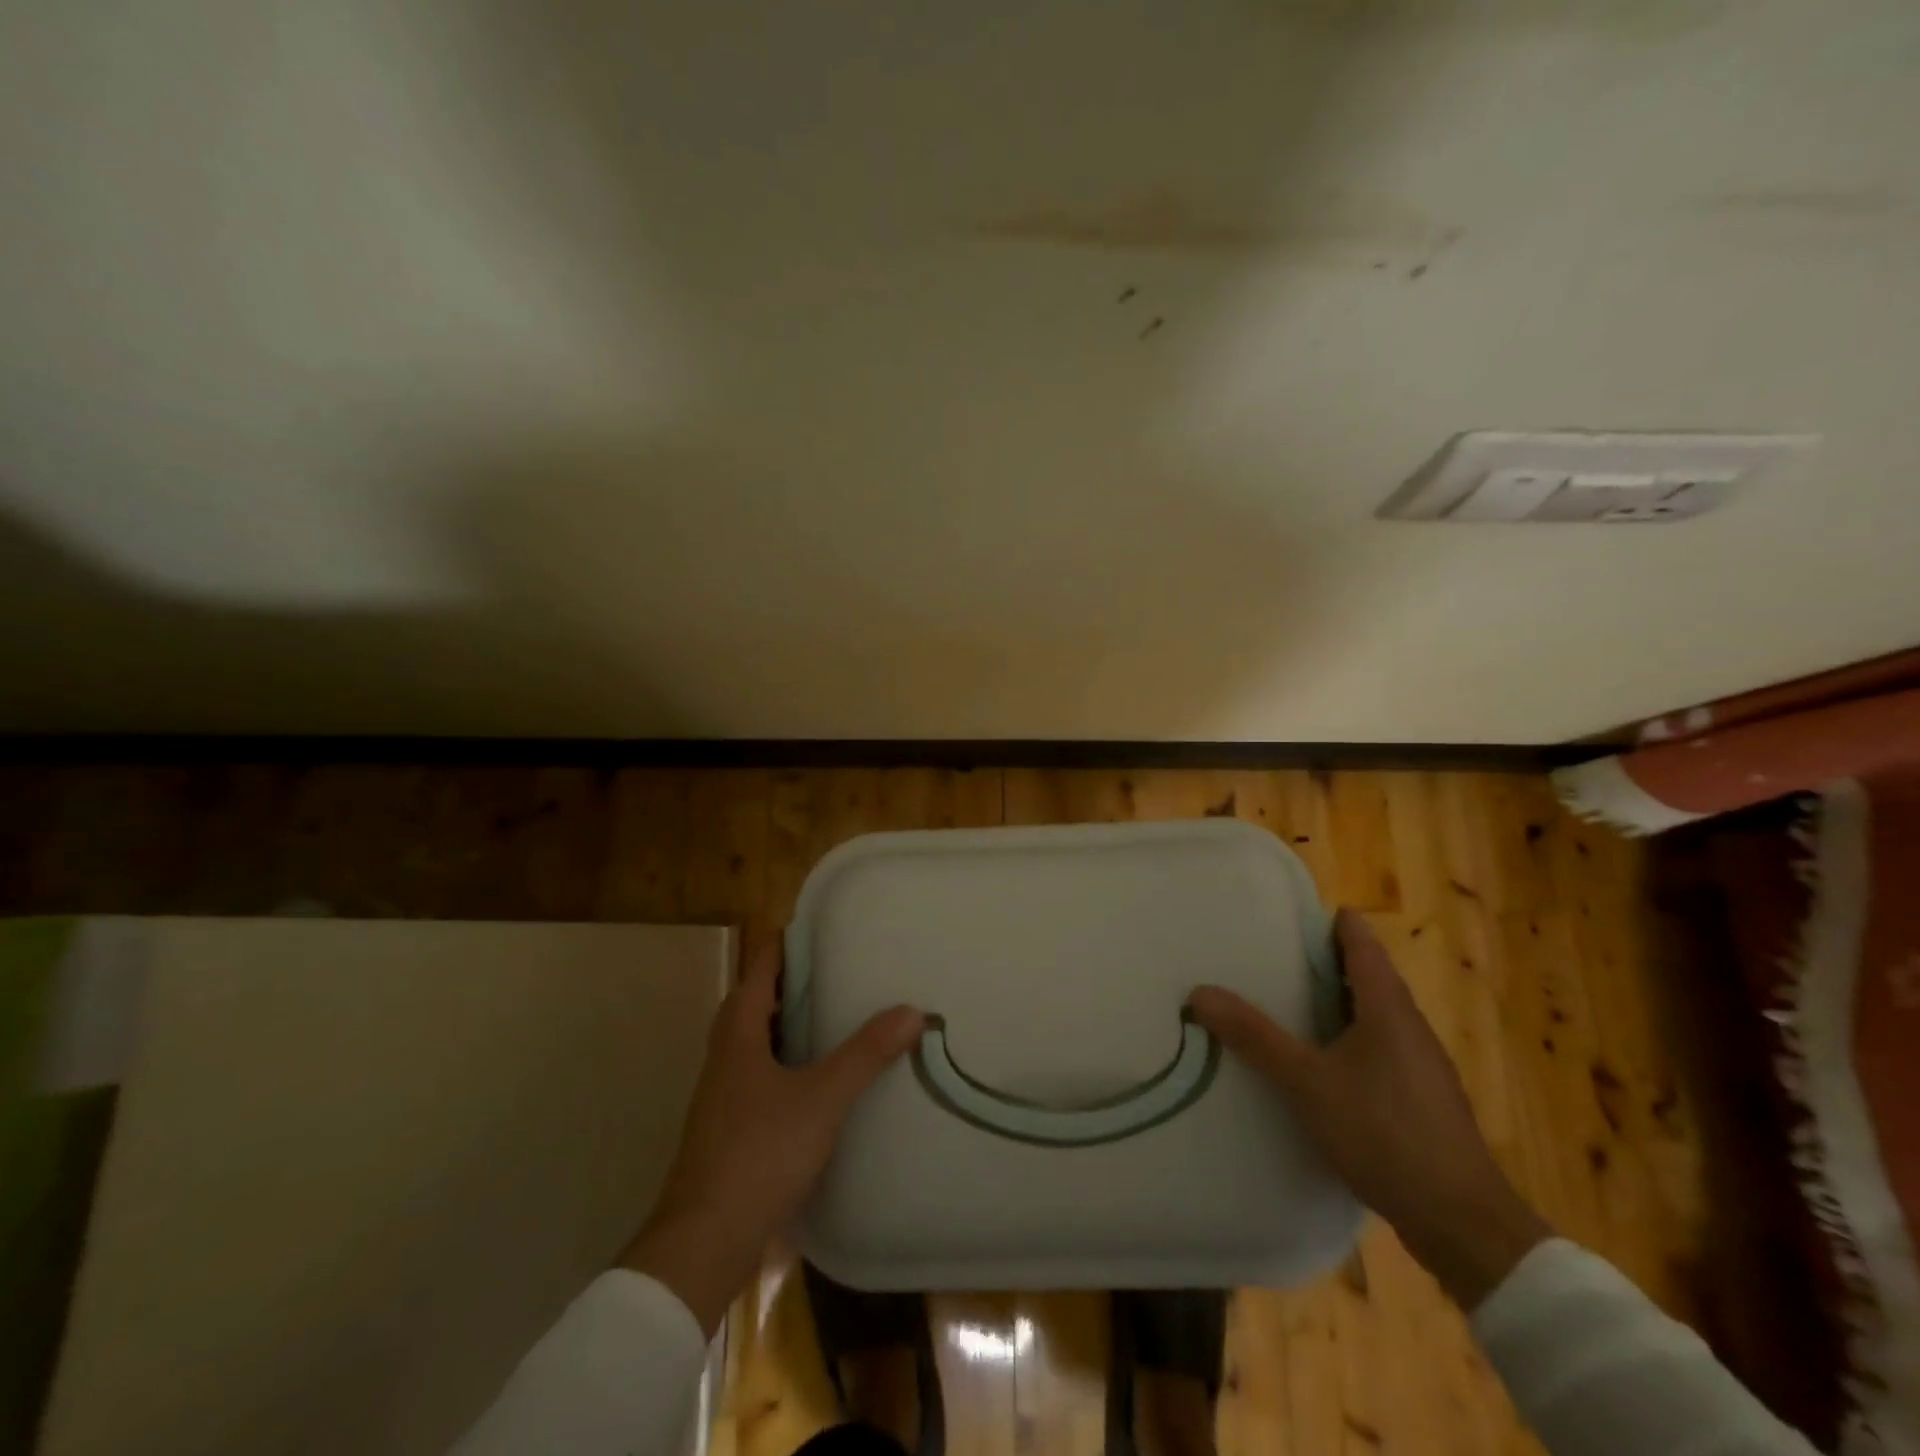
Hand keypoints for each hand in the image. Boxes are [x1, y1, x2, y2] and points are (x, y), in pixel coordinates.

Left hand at [621, 942, 923, 1333]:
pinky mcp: (730, 1127)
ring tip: (835, 1016)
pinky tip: (819, 1079)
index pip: (760, 968)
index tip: (821, 927)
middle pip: (755, 1002)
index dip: (785, 944)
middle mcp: (725, 1055)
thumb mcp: (822, 1097)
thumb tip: (913, 1010)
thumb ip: (866, 1053)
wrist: (704, 1241)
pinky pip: (761, 1075)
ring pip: (757, 1041)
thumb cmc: (759, 1152)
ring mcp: (723, 1094)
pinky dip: (788, 1062)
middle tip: (837, 969)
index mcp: (738, 1033)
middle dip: (791, 982)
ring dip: (789, 1023)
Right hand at [1188, 910, 1549, 1307]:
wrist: (1462, 1223)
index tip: (1289, 913)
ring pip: (1374, 1014)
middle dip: (1324, 961)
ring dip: (1336, 1002)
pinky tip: (1320, 1063)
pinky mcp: (1422, 1099)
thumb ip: (1254, 1036)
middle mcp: (1410, 1026)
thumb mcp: (1307, 1082)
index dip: (1330, 922)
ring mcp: (1421, 1065)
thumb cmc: (1384, 1133)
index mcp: (1388, 1007)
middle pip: (1367, 975)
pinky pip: (1380, 1048)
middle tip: (1272, 955)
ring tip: (1287, 1002)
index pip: (1361, 942)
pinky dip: (1348, 1038)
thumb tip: (1199, 992)